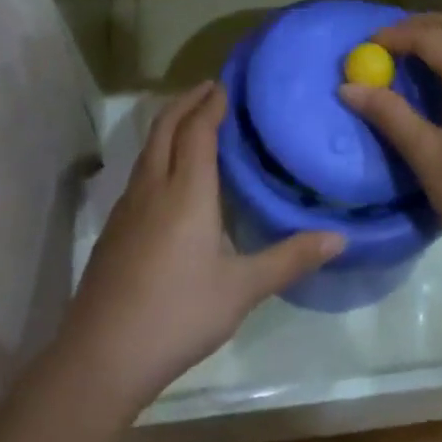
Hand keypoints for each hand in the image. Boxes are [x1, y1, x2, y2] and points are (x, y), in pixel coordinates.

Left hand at [57, 81, 343, 413]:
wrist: (101, 355)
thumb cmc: (178, 314)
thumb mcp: (242, 290)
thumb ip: (290, 259)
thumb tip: (339, 237)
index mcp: (187, 191)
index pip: (198, 130)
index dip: (211, 104)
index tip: (226, 85)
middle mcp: (154, 187)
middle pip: (166, 126)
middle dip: (186, 101)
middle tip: (209, 88)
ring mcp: (127, 207)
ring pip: (148, 148)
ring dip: (169, 124)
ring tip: (191, 121)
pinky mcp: (113, 228)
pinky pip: (139, 171)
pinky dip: (157, 152)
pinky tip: (168, 175)